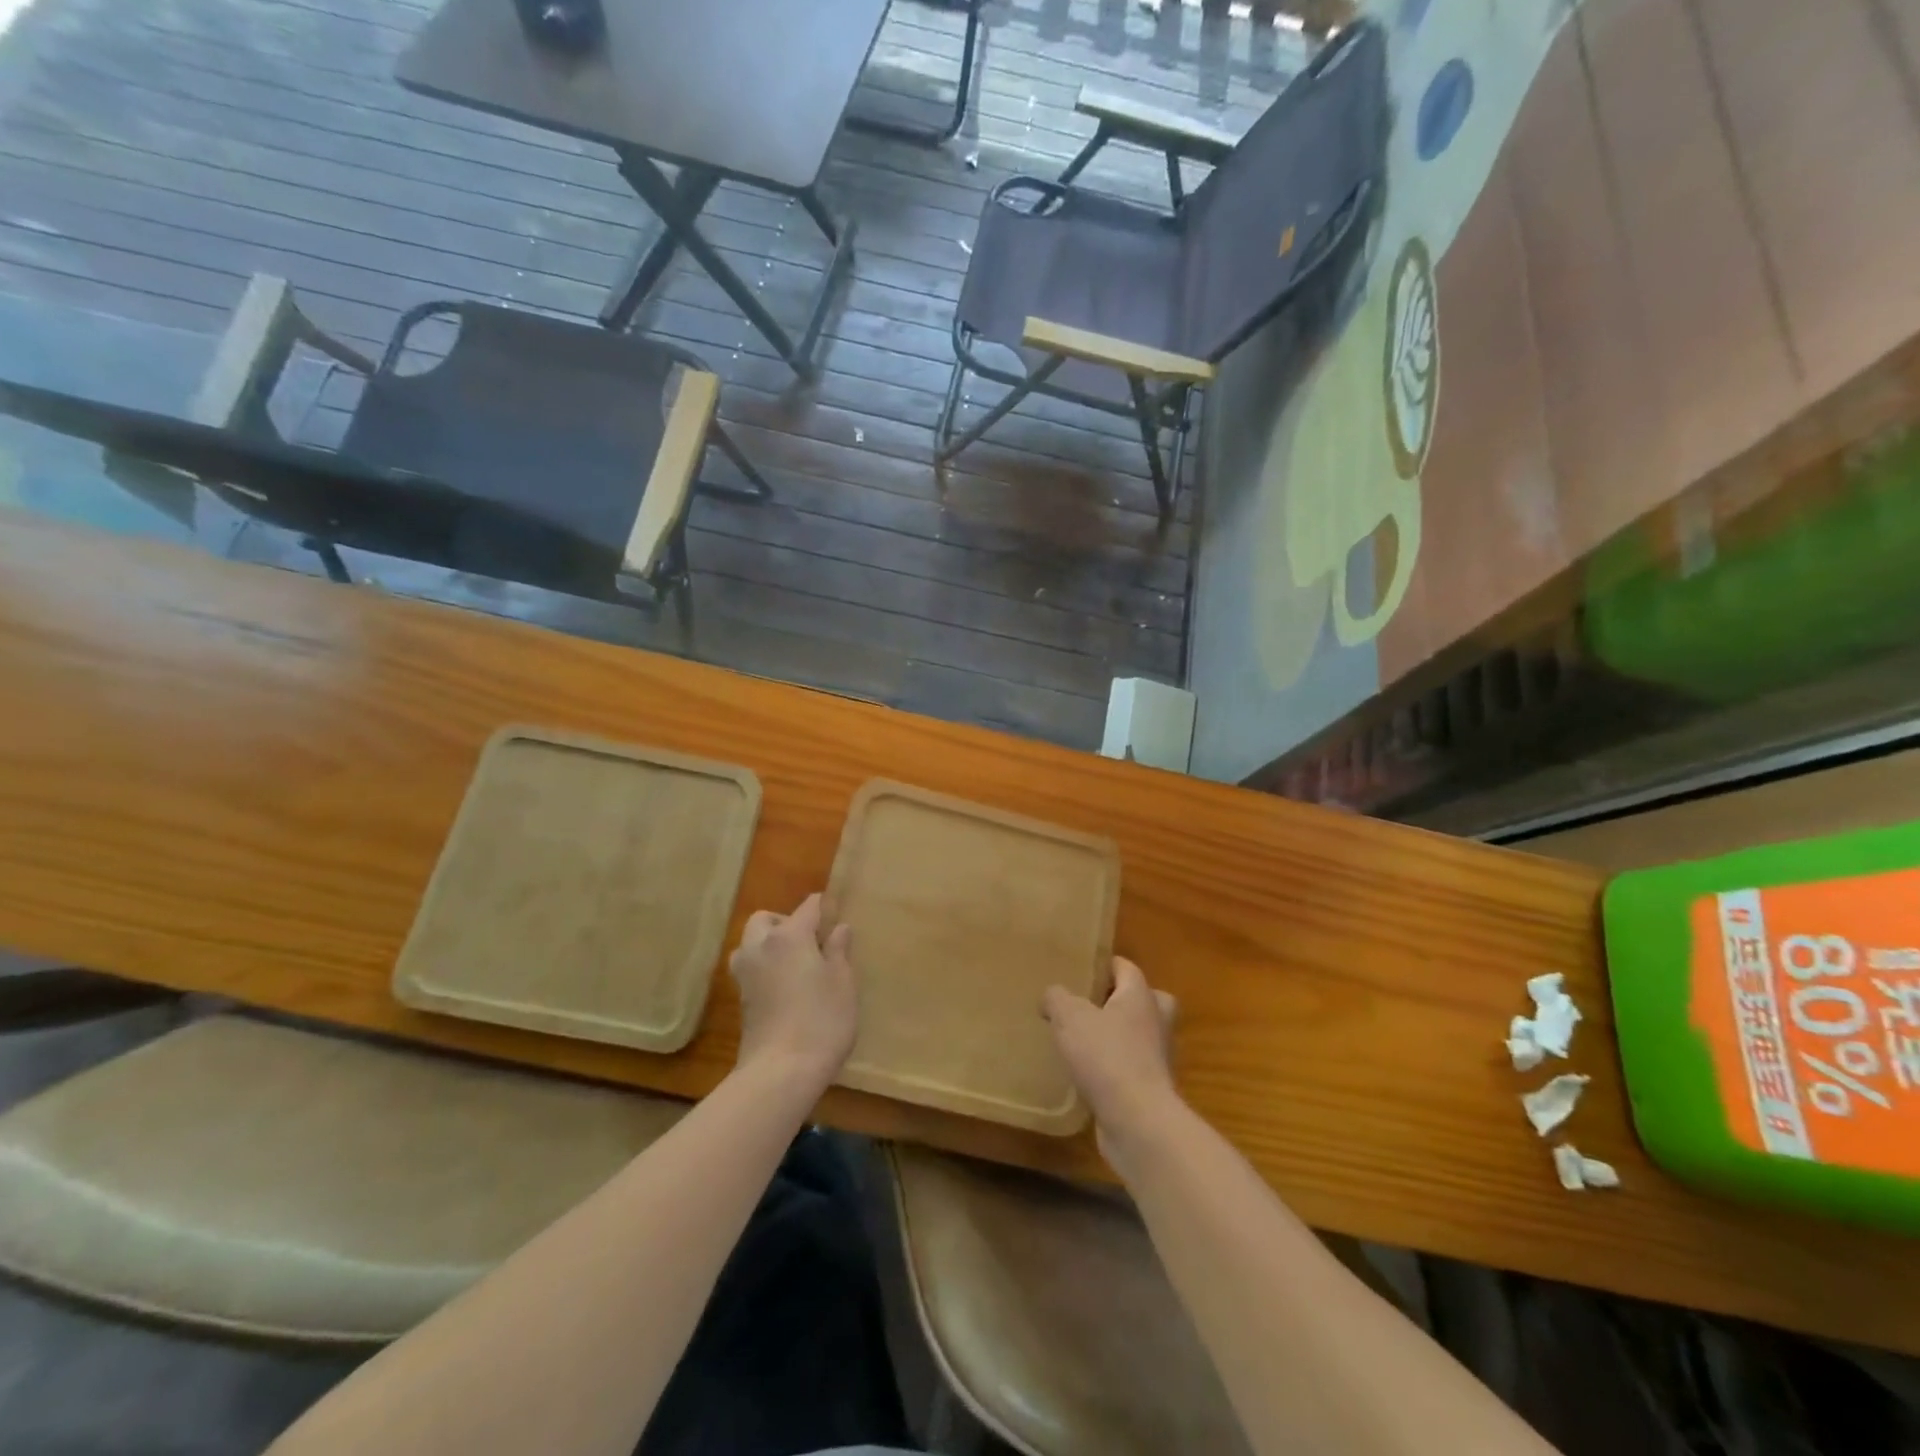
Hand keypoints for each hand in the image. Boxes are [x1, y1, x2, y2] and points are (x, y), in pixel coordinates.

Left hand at [729, 893, 857, 1085]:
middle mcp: (761, 946)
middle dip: (785, 921)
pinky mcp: (739, 998)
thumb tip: (839, 928)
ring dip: (767, 943)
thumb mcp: (843, 983)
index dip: (823, 907)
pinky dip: (763, 966)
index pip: (808, 907)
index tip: (835, 913)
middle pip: (766, 919)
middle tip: (810, 941)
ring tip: (794, 963)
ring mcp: (745, 973)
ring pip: (751, 942)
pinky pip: (750, 967)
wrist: (781, 1071)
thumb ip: (839, 951)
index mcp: (790, 936)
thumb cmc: (822, 1020)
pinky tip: (783, 986)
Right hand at [1042, 958, 1179, 1154]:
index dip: (1106, 965)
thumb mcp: (1069, 1018)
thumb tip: (1051, 995)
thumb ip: (1057, 999)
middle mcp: (1156, 1022)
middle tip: (1094, 1005)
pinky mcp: (1152, 1090)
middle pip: (1148, 1000)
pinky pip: (1133, 1067)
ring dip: (1120, 1036)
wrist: (1138, 1121)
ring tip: (1085, 1040)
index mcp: (1140, 997)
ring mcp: (1158, 1058)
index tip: (1082, 970)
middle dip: (1123, 1000)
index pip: (1127, 968)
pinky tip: (1089, 1075)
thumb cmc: (1106, 1057)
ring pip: (1142, 1035)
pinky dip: (1116, 1068)